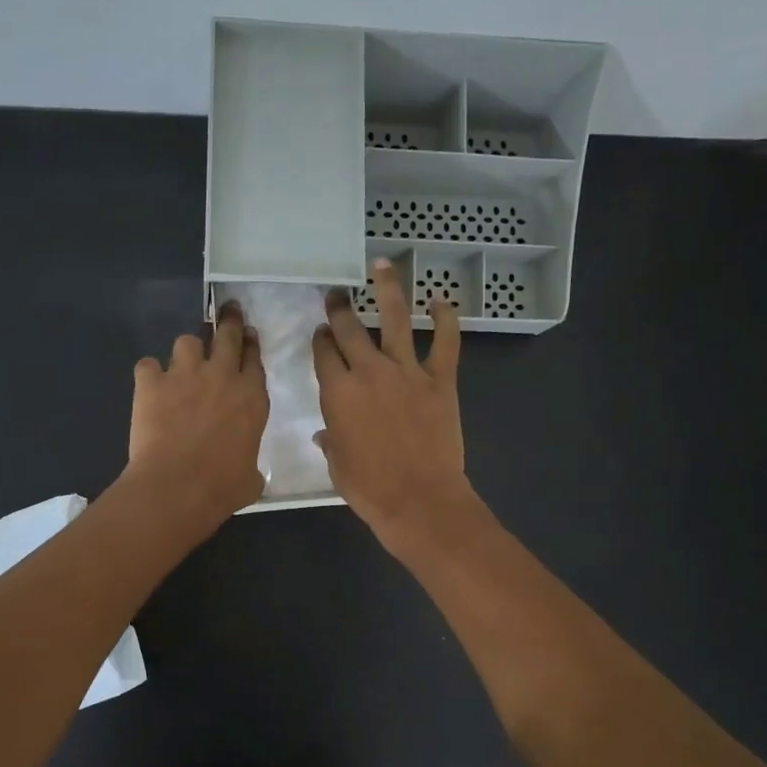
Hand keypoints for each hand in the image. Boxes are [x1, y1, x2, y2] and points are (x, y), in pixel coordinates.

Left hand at [124, 301, 268, 534]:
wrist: (177, 487)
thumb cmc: (222, 488)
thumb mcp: (251, 477)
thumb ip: (251, 463)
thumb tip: (248, 471)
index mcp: (252, 398)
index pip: (255, 359)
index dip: (251, 345)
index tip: (248, 335)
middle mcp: (222, 376)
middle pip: (227, 334)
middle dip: (228, 320)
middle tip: (227, 311)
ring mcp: (185, 375)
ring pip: (187, 341)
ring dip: (187, 350)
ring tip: (183, 363)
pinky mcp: (151, 383)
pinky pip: (148, 365)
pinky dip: (149, 374)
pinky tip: (149, 386)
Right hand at [313, 260, 479, 555]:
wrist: (418, 499)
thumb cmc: (370, 489)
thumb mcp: (338, 466)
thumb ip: (332, 442)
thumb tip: (325, 434)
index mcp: (337, 393)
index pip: (324, 353)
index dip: (321, 339)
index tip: (321, 331)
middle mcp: (369, 372)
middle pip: (351, 329)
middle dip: (341, 308)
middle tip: (336, 294)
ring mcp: (407, 372)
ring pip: (395, 320)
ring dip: (387, 289)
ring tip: (381, 266)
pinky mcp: (440, 381)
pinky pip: (445, 342)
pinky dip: (445, 319)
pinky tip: (441, 301)